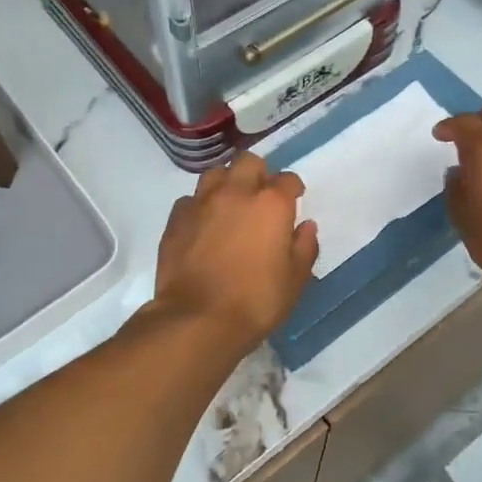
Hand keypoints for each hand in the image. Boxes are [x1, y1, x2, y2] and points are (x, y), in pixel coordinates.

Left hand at [152, 154, 318, 353]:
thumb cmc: (256, 301)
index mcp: (271, 204)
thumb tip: (306, 226)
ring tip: (229, 206)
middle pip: (248, 163)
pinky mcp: (175, 220)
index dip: (293, 189)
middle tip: (260, 197)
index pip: (287, 180)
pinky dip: (199, 207)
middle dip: (258, 173)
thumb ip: (304, 247)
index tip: (294, 200)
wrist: (197, 319)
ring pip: (215, 174)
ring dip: (226, 183)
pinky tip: (202, 226)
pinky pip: (189, 200)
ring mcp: (201, 203)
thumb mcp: (295, 280)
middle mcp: (235, 193)